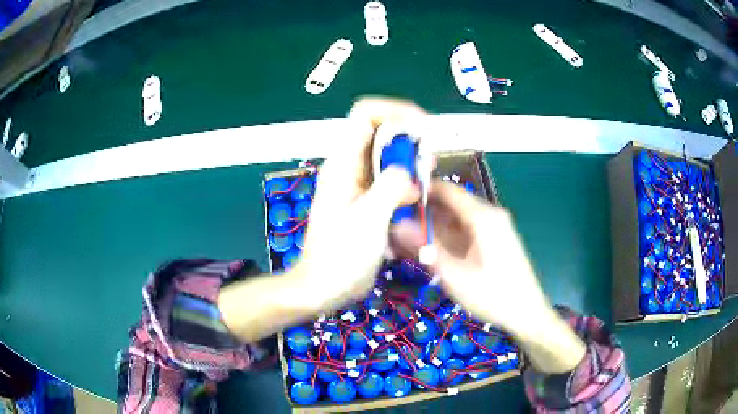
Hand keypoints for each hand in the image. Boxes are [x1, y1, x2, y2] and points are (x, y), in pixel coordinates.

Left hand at [295, 97, 423, 310]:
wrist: (323, 286)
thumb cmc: (340, 257)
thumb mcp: (368, 220)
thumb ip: (391, 187)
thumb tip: (411, 174)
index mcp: (343, 163)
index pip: (365, 114)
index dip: (394, 110)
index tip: (422, 128)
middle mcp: (349, 166)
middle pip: (380, 131)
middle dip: (408, 138)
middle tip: (428, 161)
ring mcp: (358, 183)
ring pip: (388, 155)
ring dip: (410, 160)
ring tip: (426, 179)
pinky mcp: (366, 199)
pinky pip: (390, 177)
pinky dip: (407, 179)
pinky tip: (418, 196)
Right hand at [394, 181, 585, 372]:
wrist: (526, 312)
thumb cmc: (493, 295)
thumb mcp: (454, 274)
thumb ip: (426, 248)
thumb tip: (396, 226)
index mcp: (483, 217)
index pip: (447, 190)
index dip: (421, 190)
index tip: (395, 200)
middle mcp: (489, 215)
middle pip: (450, 203)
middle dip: (423, 212)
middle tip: (395, 226)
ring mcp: (493, 227)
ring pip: (456, 218)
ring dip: (433, 226)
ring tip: (406, 240)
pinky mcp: (493, 239)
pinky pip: (465, 230)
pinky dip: (446, 236)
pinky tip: (429, 249)